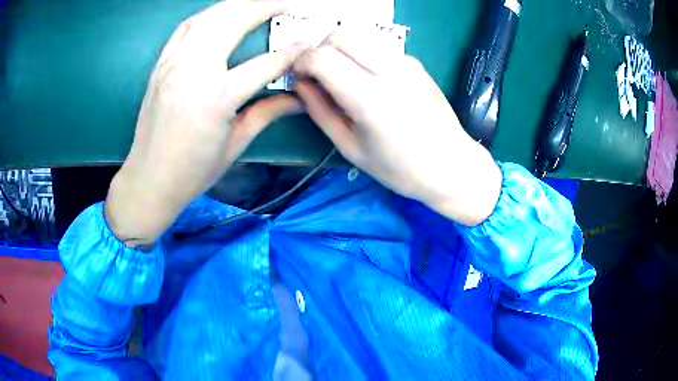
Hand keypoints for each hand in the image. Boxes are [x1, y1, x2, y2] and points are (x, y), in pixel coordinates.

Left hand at [106, 0, 308, 247]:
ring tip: (259, 3)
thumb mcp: (235, 145)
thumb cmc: (193, 171)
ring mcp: (174, 63)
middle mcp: (195, 70)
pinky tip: (221, 14)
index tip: (310, 42)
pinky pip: (187, 27)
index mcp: (218, 97)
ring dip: (238, 4)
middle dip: (266, 5)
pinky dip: (208, 15)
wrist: (149, 179)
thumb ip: (268, 113)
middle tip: (288, 3)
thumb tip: (300, 98)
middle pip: (235, 20)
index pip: (267, 62)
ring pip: (210, 16)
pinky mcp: (161, 64)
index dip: (293, 51)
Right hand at [294, 31, 501, 225]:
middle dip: (320, 49)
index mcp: (369, 98)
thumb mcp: (351, 147)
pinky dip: (361, 54)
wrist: (451, 166)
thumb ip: (320, 112)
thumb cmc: (401, 169)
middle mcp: (389, 70)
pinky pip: (377, 46)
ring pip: (359, 34)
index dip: (301, 62)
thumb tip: (301, 85)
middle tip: (318, 75)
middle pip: (340, 35)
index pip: (321, 56)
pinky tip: (367, 78)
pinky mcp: (415, 62)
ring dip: (340, 49)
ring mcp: (406, 62)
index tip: (300, 77)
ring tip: (341, 76)